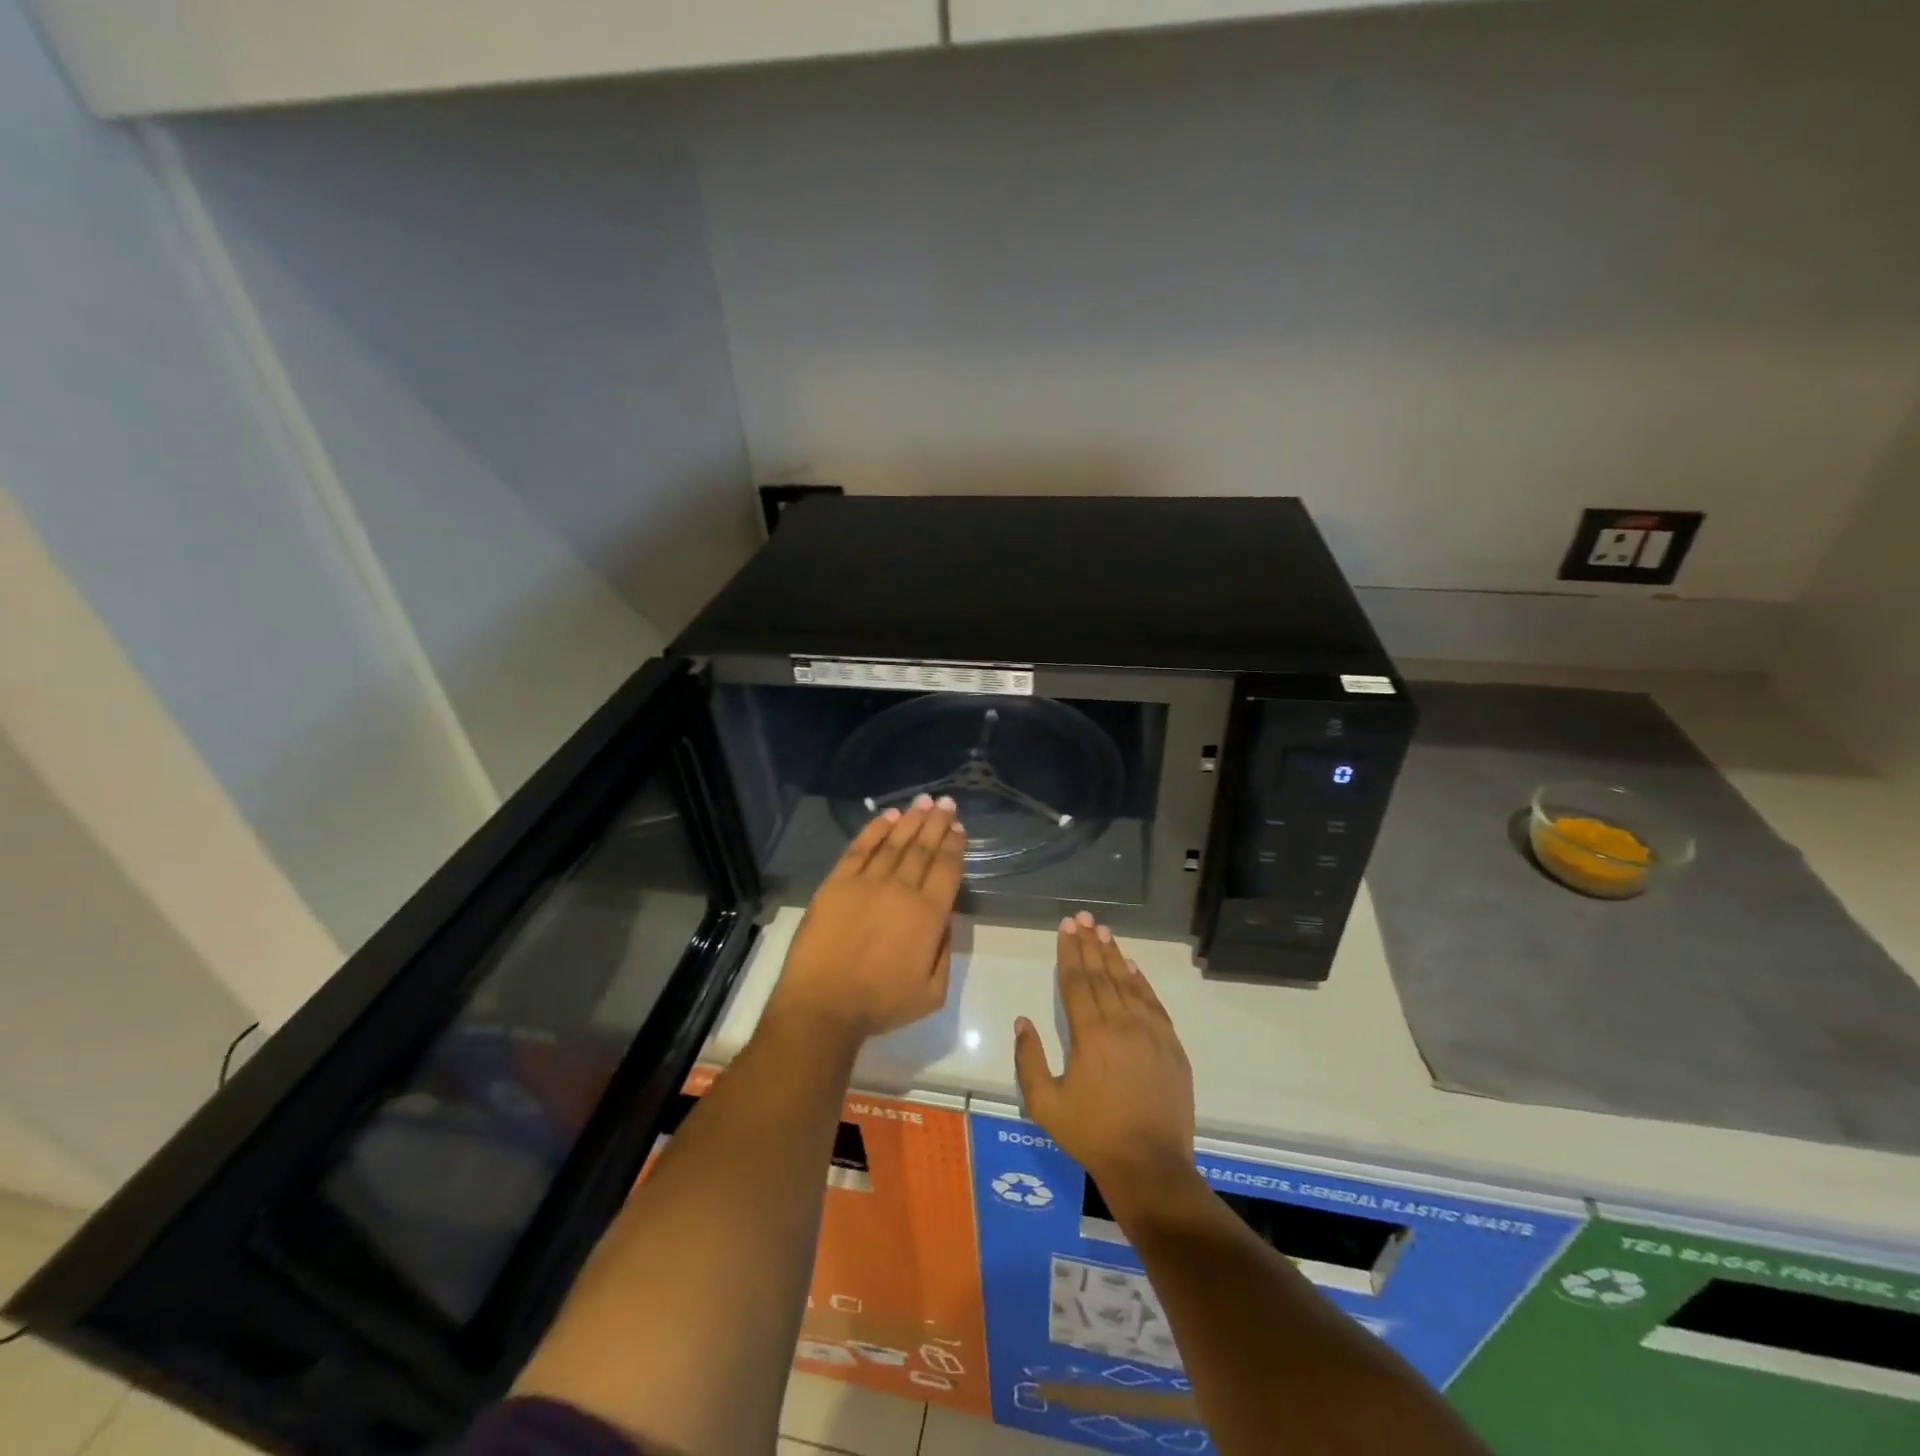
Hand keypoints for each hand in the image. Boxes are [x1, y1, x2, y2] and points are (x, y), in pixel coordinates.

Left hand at [766, 794, 965, 1047]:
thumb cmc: (880, 1004)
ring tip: (923, 801)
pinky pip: (859, 849)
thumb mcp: (932, 992)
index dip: (954, 846)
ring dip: (911, 820)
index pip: (946, 869)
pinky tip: (887, 816)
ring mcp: (866, 883)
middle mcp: (901, 890)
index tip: (958, 828)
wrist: (822, 1005)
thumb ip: (945, 951)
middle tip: (946, 803)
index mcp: (928, 916)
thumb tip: (945, 918)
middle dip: (937, 823)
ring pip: (894, 842)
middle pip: (923, 848)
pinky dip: (875, 829)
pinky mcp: (836, 883)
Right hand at [1014, 912, 1197, 1208]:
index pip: (1077, 981)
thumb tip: (1023, 1021)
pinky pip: (1153, 1003)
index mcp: (1090, 1034)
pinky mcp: (1171, 1046)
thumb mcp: (1045, 1104)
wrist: (1149, 1165)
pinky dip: (1141, 981)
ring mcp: (1150, 1032)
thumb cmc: (1092, 1135)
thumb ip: (1029, 1060)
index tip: (1066, 927)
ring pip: (1128, 983)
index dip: (1070, 952)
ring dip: (1114, 955)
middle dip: (1090, 944)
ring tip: (1104, 931)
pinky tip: (1133, 967)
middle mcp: (1121, 1023)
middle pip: (1102, 974)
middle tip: (1084, 917)